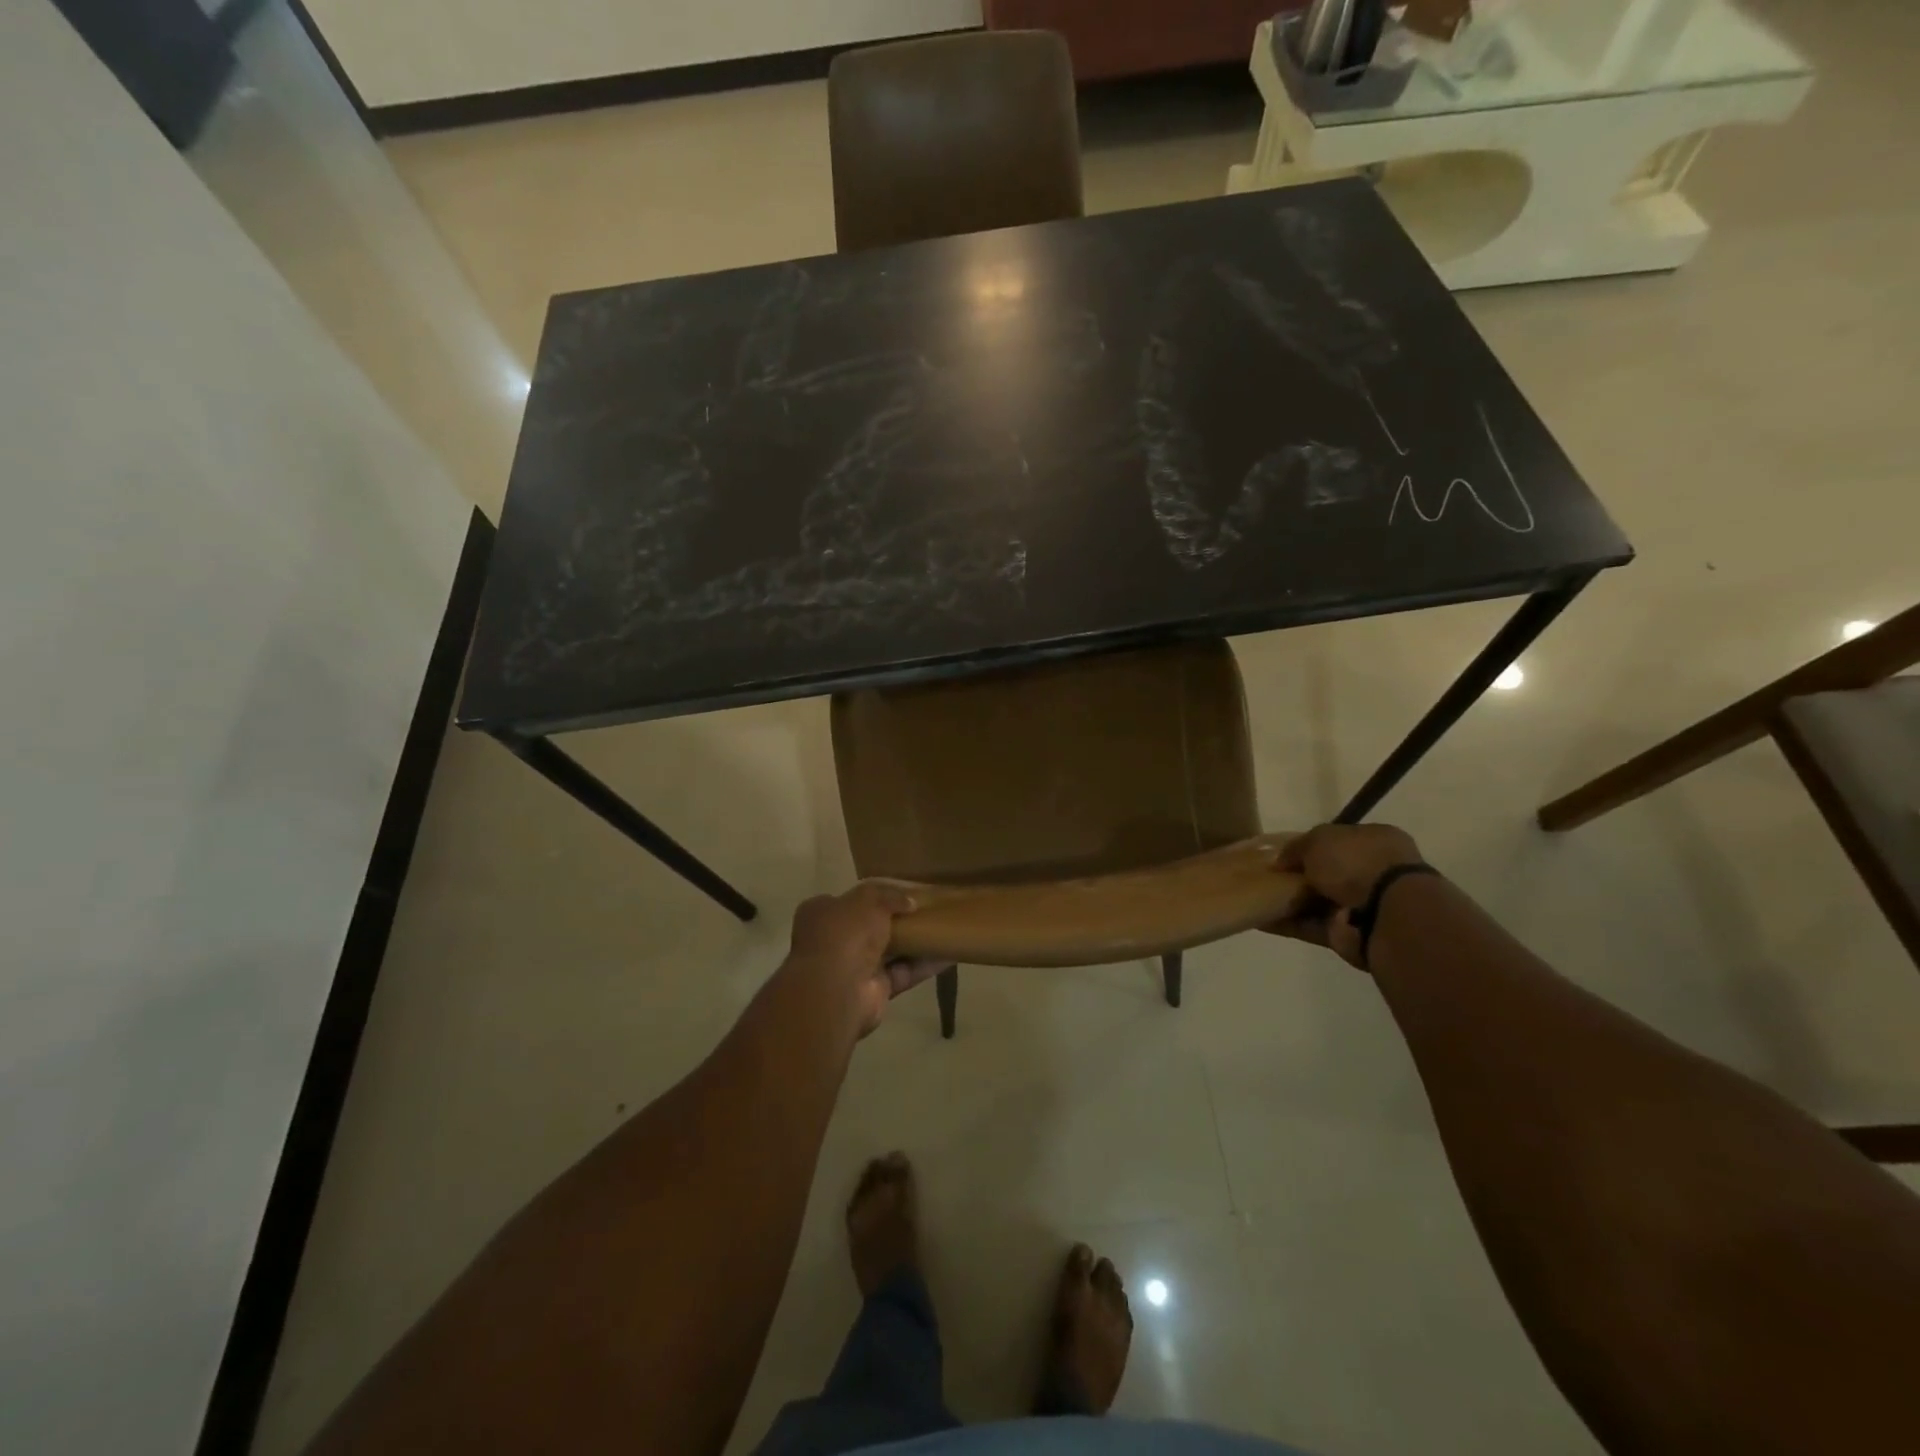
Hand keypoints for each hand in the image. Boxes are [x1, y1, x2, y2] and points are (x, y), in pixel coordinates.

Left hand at [787, 882, 950, 1035]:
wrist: (837, 988)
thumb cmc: (845, 933)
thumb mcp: (868, 900)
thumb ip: (889, 896)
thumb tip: (909, 902)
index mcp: (821, 914)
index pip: (846, 901)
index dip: (872, 897)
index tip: (898, 894)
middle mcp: (834, 941)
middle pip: (869, 927)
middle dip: (895, 921)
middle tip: (925, 910)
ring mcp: (853, 969)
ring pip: (889, 952)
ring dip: (914, 943)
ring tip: (943, 929)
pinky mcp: (874, 991)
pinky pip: (903, 973)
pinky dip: (924, 965)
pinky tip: (949, 954)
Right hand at [1269, 822, 1423, 968]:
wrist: (1384, 913)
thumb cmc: (1356, 863)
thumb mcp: (1319, 839)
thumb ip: (1297, 847)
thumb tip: (1280, 861)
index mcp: (1376, 841)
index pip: (1339, 840)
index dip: (1310, 845)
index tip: (1284, 852)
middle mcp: (1374, 872)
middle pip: (1329, 872)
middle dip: (1300, 875)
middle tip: (1268, 875)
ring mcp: (1363, 906)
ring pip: (1319, 901)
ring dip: (1291, 901)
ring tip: (1257, 897)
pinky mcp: (1350, 934)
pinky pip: (1312, 926)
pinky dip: (1288, 924)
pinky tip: (1261, 921)